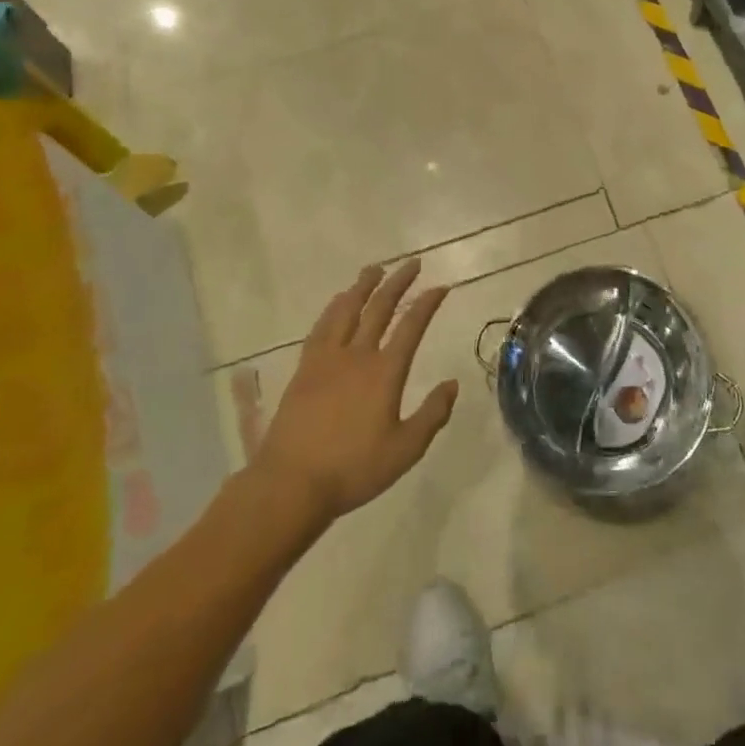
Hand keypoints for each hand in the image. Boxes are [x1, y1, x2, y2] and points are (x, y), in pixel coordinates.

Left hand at [251, 260, 457, 524]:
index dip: (427, 304)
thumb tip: (452, 384)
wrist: (292, 483)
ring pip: (347, 310)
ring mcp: (327, 359)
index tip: (440, 287)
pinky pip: (322, 327)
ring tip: (374, 269)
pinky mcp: (305, 369)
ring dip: (363, 286)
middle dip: (398, 283)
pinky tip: (338, 302)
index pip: (411, 327)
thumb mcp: (405, 449)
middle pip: (380, 308)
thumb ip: (432, 415)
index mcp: (385, 372)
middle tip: (411, 263)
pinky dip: (334, 308)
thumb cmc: (354, 469)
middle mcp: (357, 356)